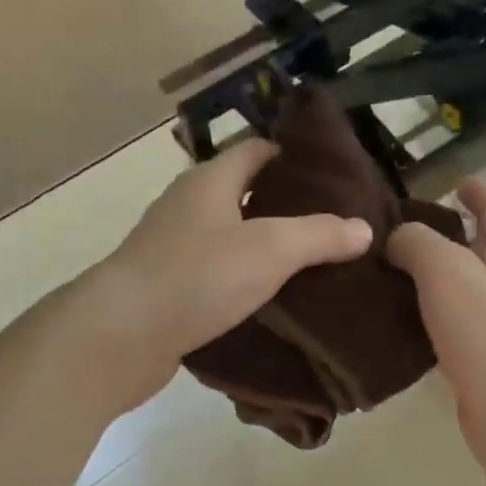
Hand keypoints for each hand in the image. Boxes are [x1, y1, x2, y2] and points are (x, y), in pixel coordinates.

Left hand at [87, 140, 372, 410]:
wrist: (121, 335)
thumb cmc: (196, 277)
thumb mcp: (269, 250)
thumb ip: (319, 235)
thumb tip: (364, 229)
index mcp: (210, 182)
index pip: (256, 150)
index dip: (292, 156)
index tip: (332, 176)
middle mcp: (187, 207)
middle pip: (242, 194)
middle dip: (284, 206)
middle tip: (332, 226)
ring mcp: (172, 249)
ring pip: (228, 238)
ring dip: (263, 249)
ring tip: (311, 267)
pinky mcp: (166, 289)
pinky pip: (214, 276)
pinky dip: (241, 283)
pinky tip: (269, 305)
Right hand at [386, 177, 485, 475]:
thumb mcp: (446, 270)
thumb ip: (417, 244)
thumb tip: (396, 240)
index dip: (479, 193)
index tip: (456, 182)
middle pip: (478, 253)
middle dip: (447, 239)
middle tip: (398, 235)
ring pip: (458, 295)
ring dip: (427, 284)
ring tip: (383, 279)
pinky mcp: (479, 366)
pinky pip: (446, 334)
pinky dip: (422, 325)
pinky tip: (391, 329)